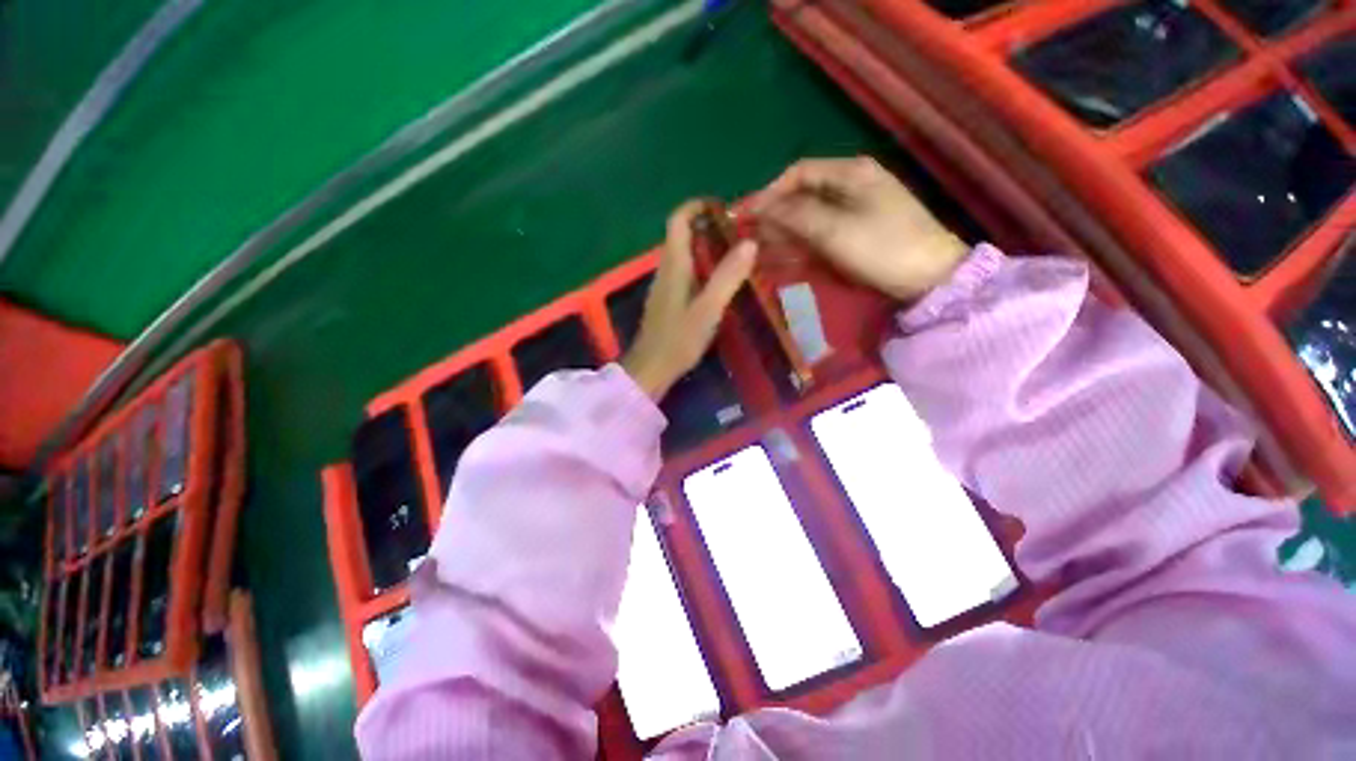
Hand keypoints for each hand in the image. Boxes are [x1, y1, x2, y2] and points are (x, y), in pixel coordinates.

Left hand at [622, 201, 757, 399]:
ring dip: (705, 248)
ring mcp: (663, 286)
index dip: (697, 206)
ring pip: (683, 255)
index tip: (724, 208)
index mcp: (674, 265)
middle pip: (681, 235)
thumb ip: (728, 276)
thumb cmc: (678, 340)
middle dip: (708, 226)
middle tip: (739, 234)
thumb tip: (749, 242)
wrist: (650, 370)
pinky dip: (701, 268)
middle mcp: (665, 269)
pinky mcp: (666, 301)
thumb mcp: (708, 309)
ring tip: (735, 255)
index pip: (678, 220)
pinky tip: (718, 284)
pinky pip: (683, 273)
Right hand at [753, 156, 967, 301]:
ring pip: (808, 217)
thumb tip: (762, 207)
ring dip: (783, 233)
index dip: (769, 192)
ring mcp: (853, 211)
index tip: (747, 215)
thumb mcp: (836, 230)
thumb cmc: (883, 247)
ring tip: (758, 251)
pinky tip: (781, 257)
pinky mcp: (855, 233)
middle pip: (802, 195)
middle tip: (749, 238)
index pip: (798, 173)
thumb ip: (796, 215)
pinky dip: (799, 244)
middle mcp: (850, 186)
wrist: (929, 277)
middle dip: (774, 216)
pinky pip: (819, 233)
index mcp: (850, 173)